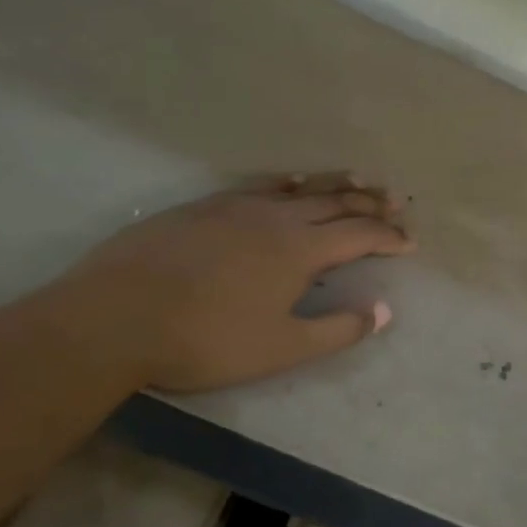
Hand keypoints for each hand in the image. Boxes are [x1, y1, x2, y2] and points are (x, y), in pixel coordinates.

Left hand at [54, 173, 415, 392]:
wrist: (115, 317)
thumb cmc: (206, 339)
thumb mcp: (281, 347)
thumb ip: (337, 329)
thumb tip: (383, 311)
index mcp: (300, 250)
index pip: (359, 234)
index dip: (389, 237)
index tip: (410, 241)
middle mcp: (276, 217)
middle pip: (335, 202)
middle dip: (371, 203)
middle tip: (396, 203)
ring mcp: (237, 206)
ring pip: (299, 189)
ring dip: (335, 185)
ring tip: (360, 179)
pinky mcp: (205, 207)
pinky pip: (260, 186)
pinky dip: (287, 183)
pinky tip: (290, 183)